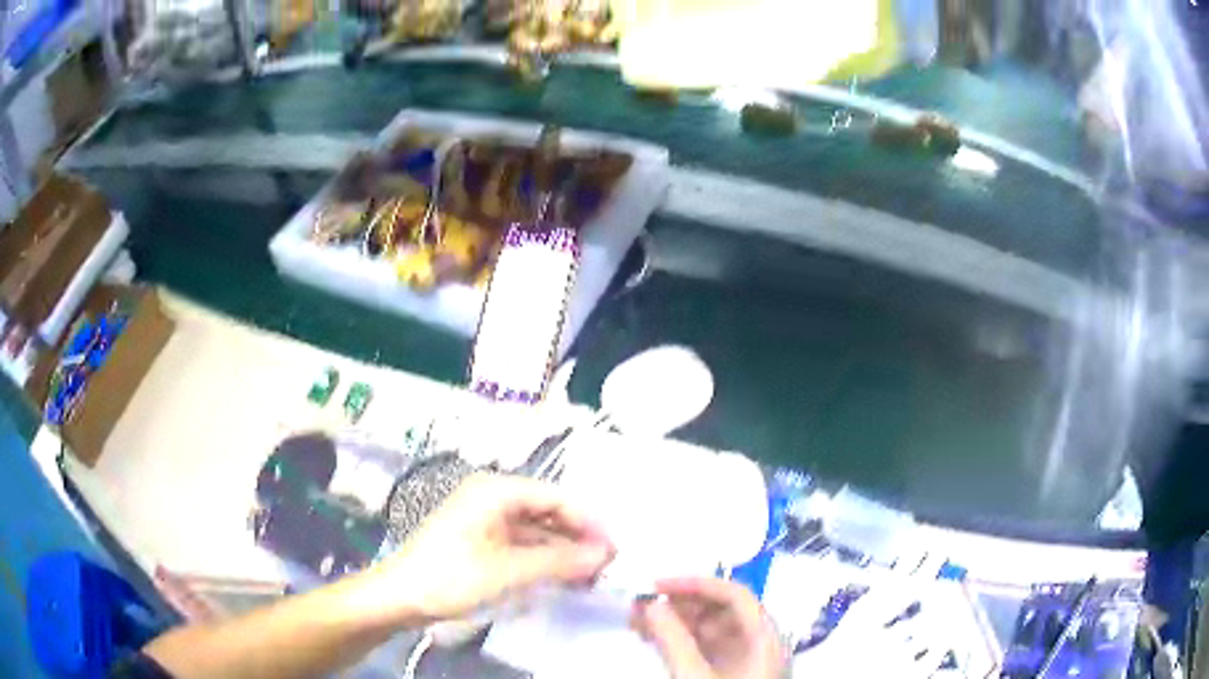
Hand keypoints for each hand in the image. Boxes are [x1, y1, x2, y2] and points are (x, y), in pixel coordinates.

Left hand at [370, 474, 615, 623]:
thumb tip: (605, 554)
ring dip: (561, 551)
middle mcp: (492, 497)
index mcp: (496, 490)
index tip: (614, 549)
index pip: (556, 497)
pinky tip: (560, 577)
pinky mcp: (480, 540)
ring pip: (535, 529)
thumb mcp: (510, 570)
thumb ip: (560, 560)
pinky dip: (541, 558)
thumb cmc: (452, 575)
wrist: (400, 596)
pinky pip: (520, 543)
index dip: (588, 522)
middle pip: (547, 511)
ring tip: (589, 576)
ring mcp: (484, 519)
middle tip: (605, 566)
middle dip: (577, 538)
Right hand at [631, 577, 784, 678]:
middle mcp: (758, 645)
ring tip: (636, 621)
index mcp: (765, 640)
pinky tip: (651, 639)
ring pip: (709, 628)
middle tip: (638, 604)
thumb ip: (674, 641)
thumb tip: (651, 604)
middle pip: (722, 610)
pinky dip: (677, 640)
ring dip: (674, 621)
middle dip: (679, 603)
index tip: (656, 584)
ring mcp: (742, 661)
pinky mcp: (726, 675)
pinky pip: (702, 647)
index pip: (736, 596)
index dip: (697, 584)